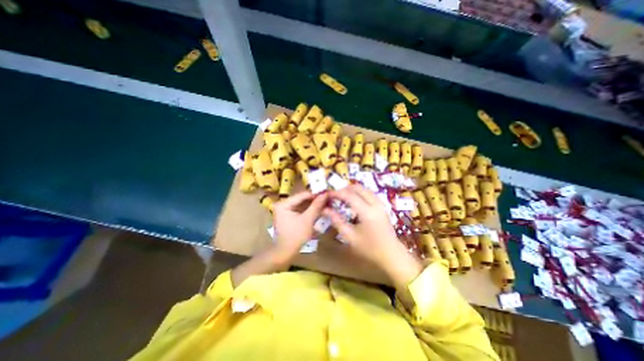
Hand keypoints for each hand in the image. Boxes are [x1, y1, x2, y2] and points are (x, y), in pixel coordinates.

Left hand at [271, 191, 326, 256]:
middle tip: (327, 199)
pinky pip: (300, 209)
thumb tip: (325, 194)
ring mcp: (285, 209)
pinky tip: (318, 209)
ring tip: (325, 203)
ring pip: (302, 204)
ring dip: (313, 204)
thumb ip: (316, 206)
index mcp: (283, 204)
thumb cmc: (296, 236)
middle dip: (315, 200)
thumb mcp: (308, 220)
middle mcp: (282, 204)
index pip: (302, 195)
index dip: (315, 194)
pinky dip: (309, 209)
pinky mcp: (288, 215)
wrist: (286, 253)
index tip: (327, 194)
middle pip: (302, 199)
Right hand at [325, 186, 426, 286]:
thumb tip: (325, 209)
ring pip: (364, 189)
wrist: (391, 254)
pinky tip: (353, 201)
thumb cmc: (369, 248)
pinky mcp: (382, 206)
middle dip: (344, 189)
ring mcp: (380, 203)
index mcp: (367, 212)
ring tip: (342, 198)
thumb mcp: (350, 236)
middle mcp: (375, 204)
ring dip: (352, 190)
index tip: (327, 195)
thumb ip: (337, 220)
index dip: (337, 193)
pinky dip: (359, 193)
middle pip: (358, 188)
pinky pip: (368, 193)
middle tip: (334, 196)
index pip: (349, 195)